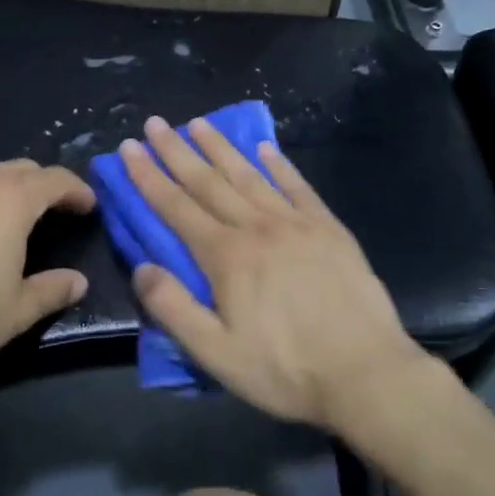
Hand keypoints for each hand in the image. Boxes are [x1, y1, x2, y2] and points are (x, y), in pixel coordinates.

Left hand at [0, 156, 96, 382]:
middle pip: (18, 169)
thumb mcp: (15, 312)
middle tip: (52, 208)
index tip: (88, 205)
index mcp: (11, 201)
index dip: (76, 190)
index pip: (55, 181)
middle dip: (40, 185)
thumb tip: (77, 282)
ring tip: (3, 204)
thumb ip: (50, 291)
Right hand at [119, 116, 428, 429]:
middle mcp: (257, 227)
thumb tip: (141, 267)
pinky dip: (279, 164)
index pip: (176, 207)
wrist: (365, 372)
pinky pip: (298, 186)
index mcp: (226, 256)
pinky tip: (267, 148)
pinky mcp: (329, 228)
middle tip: (155, 122)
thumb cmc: (285, 369)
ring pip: (250, 175)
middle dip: (177, 151)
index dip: (148, 176)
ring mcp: (296, 223)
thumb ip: (173, 308)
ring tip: (199, 123)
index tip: (129, 148)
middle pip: (208, 181)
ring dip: (221, 148)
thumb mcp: (216, 354)